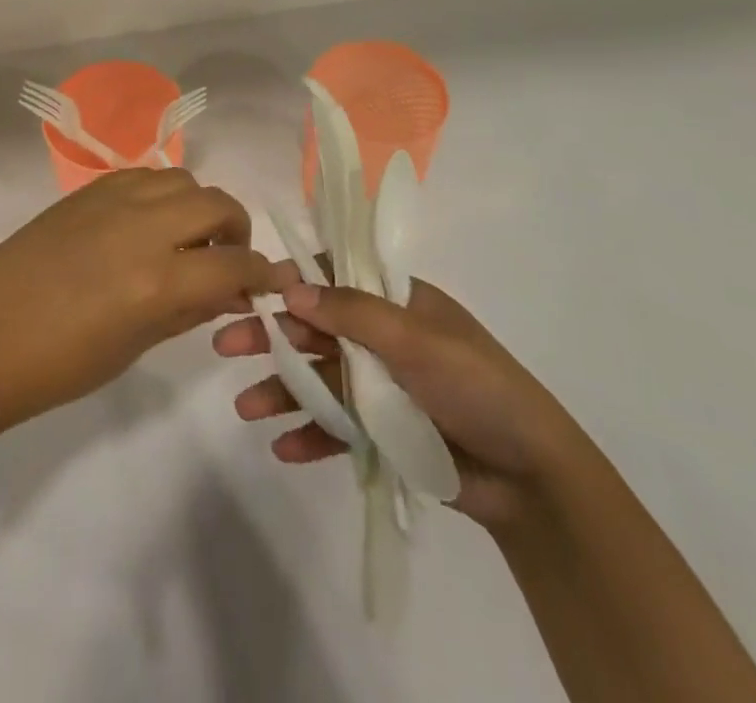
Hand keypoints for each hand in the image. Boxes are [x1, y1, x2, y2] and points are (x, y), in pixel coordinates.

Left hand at [0, 169, 276, 447]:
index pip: (234, 264)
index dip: (262, 273)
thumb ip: (188, 311)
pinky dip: (161, 194)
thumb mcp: (133, 347)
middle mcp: (142, 227)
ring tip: (187, 237)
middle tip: (228, 258)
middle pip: (217, 204)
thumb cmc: (57, 367)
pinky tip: (148, 222)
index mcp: (157, 280)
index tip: (272, 281)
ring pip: (181, 180)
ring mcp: (111, 201)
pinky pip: (143, 176)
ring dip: (199, 206)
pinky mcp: (85, 191)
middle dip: (237, 230)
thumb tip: (229, 290)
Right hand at [213, 268, 572, 529]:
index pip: (336, 276)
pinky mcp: (384, 432)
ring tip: (245, 407)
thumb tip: (291, 289)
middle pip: (316, 329)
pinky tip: (283, 448)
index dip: (295, 280)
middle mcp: (384, 337)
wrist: (529, 478)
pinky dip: (311, 434)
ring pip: (320, 379)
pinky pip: (337, 427)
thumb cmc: (475, 386)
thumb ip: (352, 314)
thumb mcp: (415, 340)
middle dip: (272, 336)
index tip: (253, 290)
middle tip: (226, 344)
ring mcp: (382, 386)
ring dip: (283, 390)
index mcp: (398, 301)